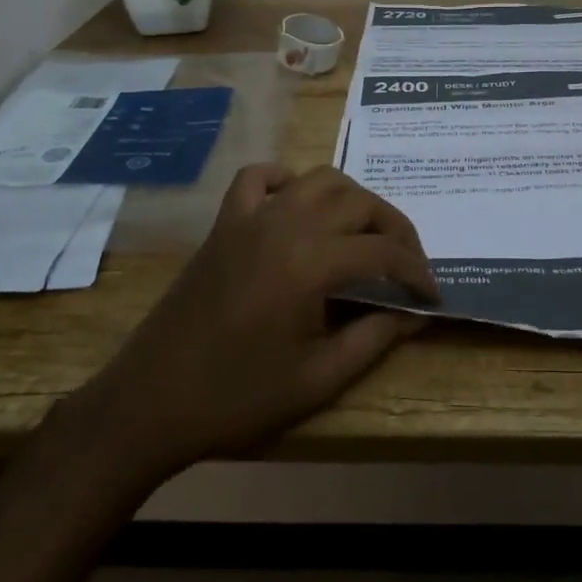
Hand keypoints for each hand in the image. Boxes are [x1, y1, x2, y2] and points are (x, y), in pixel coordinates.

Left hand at [93, 165, 437, 465]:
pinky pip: (258, 178)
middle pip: (360, 203)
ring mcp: (251, 218)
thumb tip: (417, 315)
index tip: (432, 295)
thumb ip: (375, 338)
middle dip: (395, 230)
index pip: (384, 252)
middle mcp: (286, 224)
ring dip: (353, 200)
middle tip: (408, 266)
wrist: (149, 403)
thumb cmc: (237, 398)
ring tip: (365, 235)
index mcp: (310, 263)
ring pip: (319, 179)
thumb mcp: (317, 379)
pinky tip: (298, 205)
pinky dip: (287, 180)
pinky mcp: (224, 223)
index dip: (417, 272)